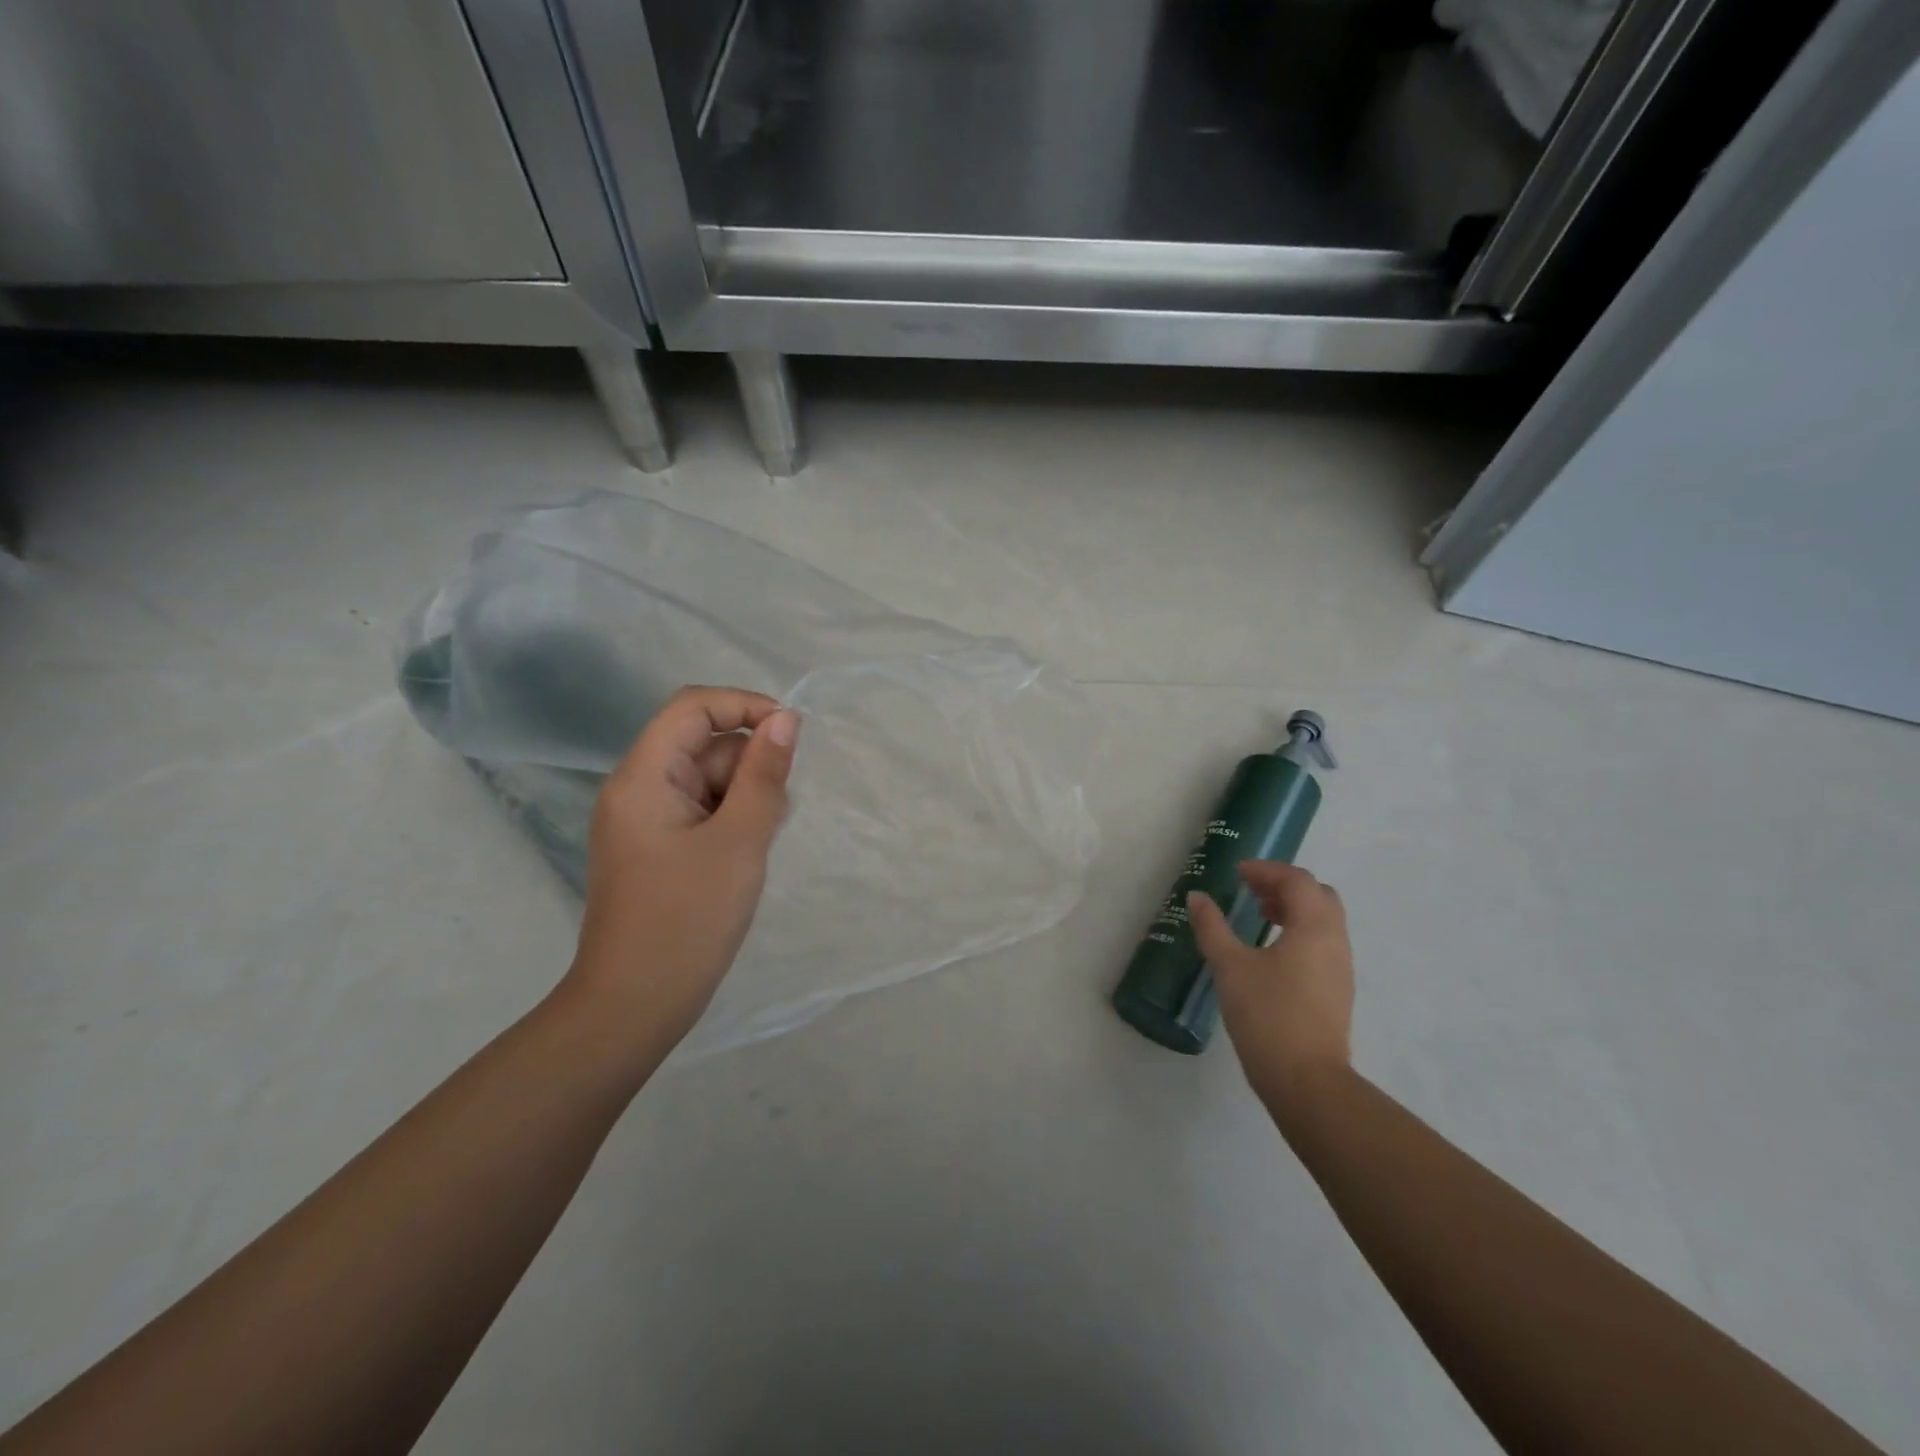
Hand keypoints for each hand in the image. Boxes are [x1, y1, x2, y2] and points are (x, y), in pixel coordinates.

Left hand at [562, 686, 799, 1052]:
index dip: (744, 706)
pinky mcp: (657, 847)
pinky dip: (731, 821)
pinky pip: (701, 811)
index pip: (693, 707)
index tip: (791, 735)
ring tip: (755, 847)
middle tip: (772, 817)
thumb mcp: (739, 841)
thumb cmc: (688, 919)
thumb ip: (764, 774)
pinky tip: (744, 857)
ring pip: (708, 779)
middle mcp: (638, 788)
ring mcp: (645, 820)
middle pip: (703, 744)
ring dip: (744, 798)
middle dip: (749, 767)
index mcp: (644, 777)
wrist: (635, 1005)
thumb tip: (785, 719)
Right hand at [1187, 862, 1353, 1106]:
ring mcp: (1341, 968)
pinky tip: (1271, 953)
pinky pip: (1323, 944)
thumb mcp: (1229, 966)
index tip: (1237, 873)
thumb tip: (1196, 897)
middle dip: (1284, 886)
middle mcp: (1335, 941)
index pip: (1297, 880)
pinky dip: (1299, 933)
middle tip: (1251, 891)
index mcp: (1313, 927)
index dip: (1266, 870)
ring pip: (1323, 921)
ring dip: (1293, 910)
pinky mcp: (1337, 991)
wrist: (1306, 1081)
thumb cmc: (1267, 1015)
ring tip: (1259, 918)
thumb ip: (1212, 927)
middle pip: (1318, 895)